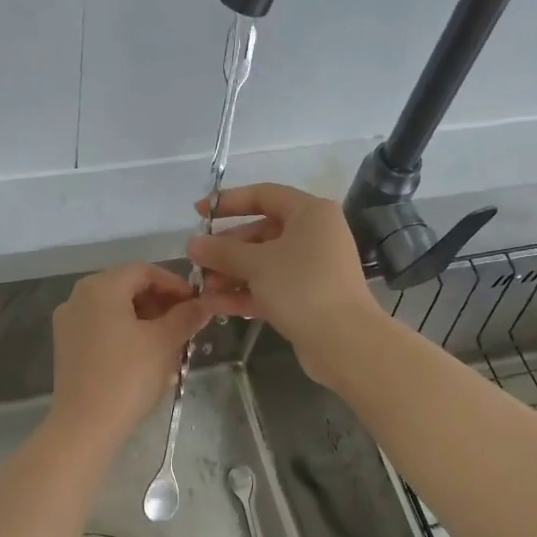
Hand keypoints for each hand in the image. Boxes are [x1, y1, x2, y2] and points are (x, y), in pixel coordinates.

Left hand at [47, 264, 215, 452]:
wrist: (85, 426)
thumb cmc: (127, 376)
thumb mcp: (164, 343)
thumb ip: (186, 316)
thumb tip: (205, 304)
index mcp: (100, 288)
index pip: (144, 271)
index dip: (175, 285)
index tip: (197, 305)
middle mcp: (78, 298)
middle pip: (128, 289)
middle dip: (162, 306)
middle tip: (187, 327)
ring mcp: (69, 324)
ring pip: (117, 313)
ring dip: (148, 324)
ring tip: (173, 349)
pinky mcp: (68, 349)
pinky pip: (104, 332)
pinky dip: (129, 338)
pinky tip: (150, 362)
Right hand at [187, 184, 385, 380]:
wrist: (344, 340)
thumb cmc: (301, 286)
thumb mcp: (256, 264)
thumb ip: (222, 251)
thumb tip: (192, 244)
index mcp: (310, 213)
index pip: (263, 195)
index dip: (228, 201)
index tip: (198, 213)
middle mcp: (314, 235)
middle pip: (261, 233)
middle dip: (226, 250)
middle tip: (197, 263)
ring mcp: (311, 268)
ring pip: (263, 264)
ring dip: (231, 275)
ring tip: (201, 289)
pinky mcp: (307, 298)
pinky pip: (270, 288)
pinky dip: (245, 294)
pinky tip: (215, 306)